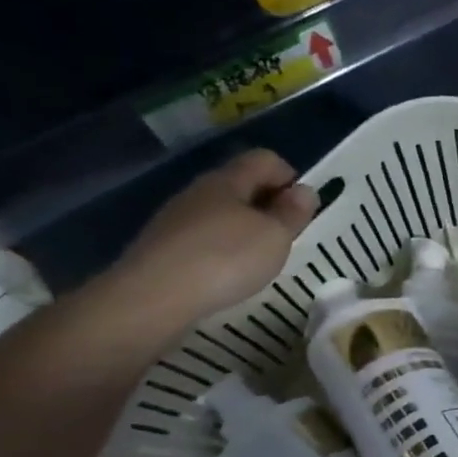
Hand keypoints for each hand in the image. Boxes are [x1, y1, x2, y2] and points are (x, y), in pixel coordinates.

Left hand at [105, 149, 317, 334]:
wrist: (153, 297)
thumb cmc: (226, 259)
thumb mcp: (275, 237)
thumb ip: (293, 213)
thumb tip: (304, 191)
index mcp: (228, 180)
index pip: (265, 160)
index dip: (290, 179)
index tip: (301, 211)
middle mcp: (199, 190)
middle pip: (242, 184)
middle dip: (268, 205)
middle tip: (285, 238)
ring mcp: (177, 217)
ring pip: (222, 211)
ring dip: (246, 228)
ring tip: (258, 260)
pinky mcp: (164, 245)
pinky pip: (204, 236)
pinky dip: (223, 248)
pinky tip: (227, 274)